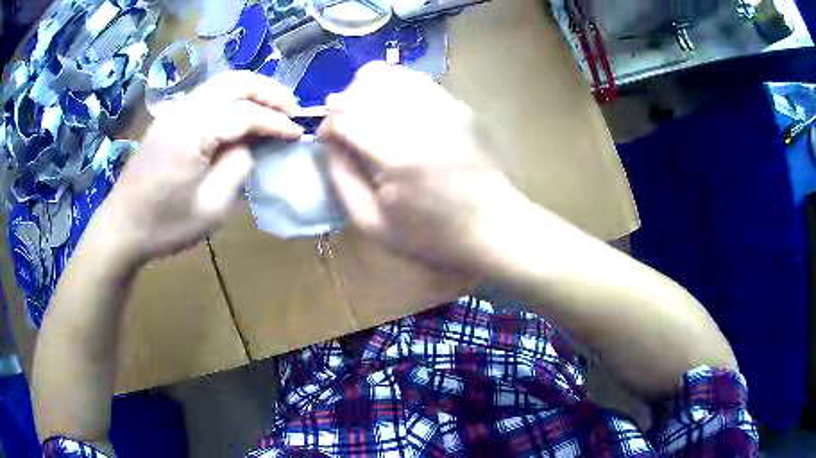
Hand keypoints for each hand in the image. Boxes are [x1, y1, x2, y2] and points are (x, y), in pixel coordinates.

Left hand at [97, 71, 303, 263]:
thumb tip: (251, 144)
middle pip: (235, 81)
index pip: (245, 113)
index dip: (276, 122)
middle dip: (268, 91)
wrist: (122, 227)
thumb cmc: (164, 225)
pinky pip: (209, 96)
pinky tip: (243, 114)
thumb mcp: (210, 208)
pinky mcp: (170, 118)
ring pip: (222, 83)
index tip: (299, 133)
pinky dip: (233, 98)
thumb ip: (237, 168)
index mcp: (193, 132)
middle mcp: (184, 110)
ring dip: (252, 90)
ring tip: (274, 108)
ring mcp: (175, 111)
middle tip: (292, 110)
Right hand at [319, 63, 528, 273]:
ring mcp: (443, 107)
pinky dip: (393, 87)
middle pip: (364, 85)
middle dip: (343, 104)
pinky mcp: (457, 105)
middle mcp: (421, 121)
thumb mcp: (373, 224)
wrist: (492, 226)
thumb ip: (341, 180)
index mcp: (398, 156)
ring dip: (366, 90)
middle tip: (345, 130)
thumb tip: (329, 143)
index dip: (327, 126)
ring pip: (389, 74)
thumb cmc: (431, 236)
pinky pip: (414, 79)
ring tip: (366, 116)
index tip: (327, 142)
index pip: (345, 115)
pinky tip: (392, 110)